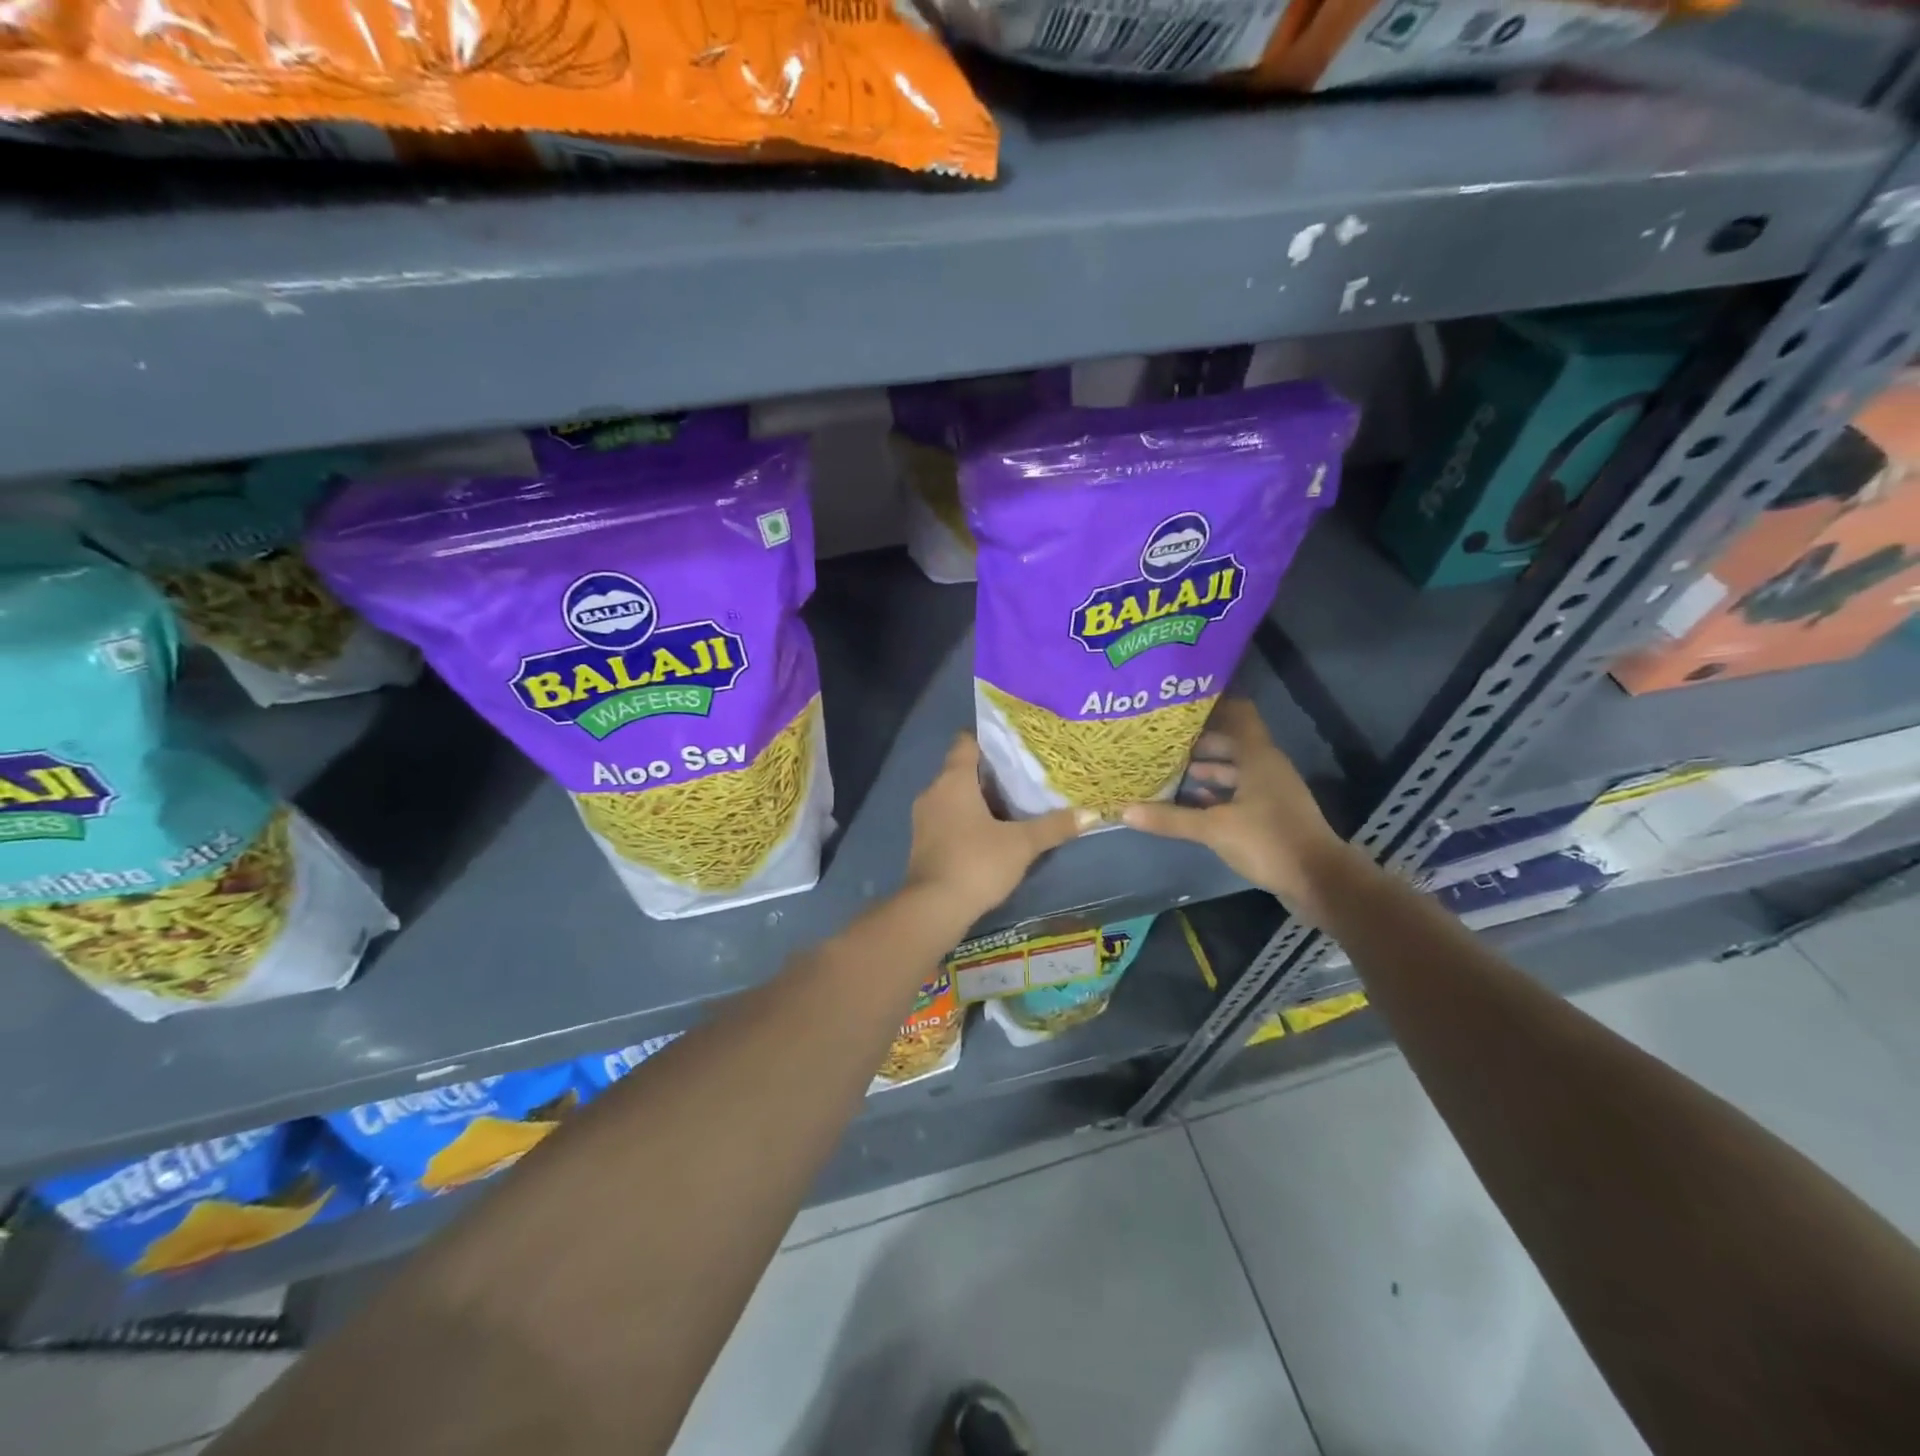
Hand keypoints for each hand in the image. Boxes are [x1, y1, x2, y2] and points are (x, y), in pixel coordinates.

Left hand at [905, 734, 1090, 924]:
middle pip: (963, 769)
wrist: (934, 908)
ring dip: (980, 798)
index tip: (1017, 743)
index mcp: (953, 780)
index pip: (967, 742)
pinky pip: (949, 817)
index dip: (990, 738)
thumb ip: (1055, 826)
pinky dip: (969, 818)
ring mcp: (924, 818)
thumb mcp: (1022, 844)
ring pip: (955, 795)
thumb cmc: (977, 863)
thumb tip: (1092, 813)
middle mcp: (934, 791)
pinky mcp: (924, 841)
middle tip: (1027, 773)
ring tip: (1015, 802)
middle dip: (992, 772)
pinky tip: (993, 831)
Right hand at [1121, 698, 1354, 921]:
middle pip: (1231, 744)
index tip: (1179, 709)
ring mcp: (1271, 792)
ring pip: (1234, 771)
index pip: (1238, 715)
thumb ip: (1171, 818)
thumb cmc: (1269, 841)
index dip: (1211, 708)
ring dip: (1206, 771)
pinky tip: (1192, 804)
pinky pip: (1239, 794)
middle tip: (1162, 743)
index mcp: (1258, 757)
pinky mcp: (1271, 815)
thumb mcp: (1214, 829)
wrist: (1320, 881)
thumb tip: (1125, 810)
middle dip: (1198, 744)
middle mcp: (1266, 767)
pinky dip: (1216, 795)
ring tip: (1170, 772)